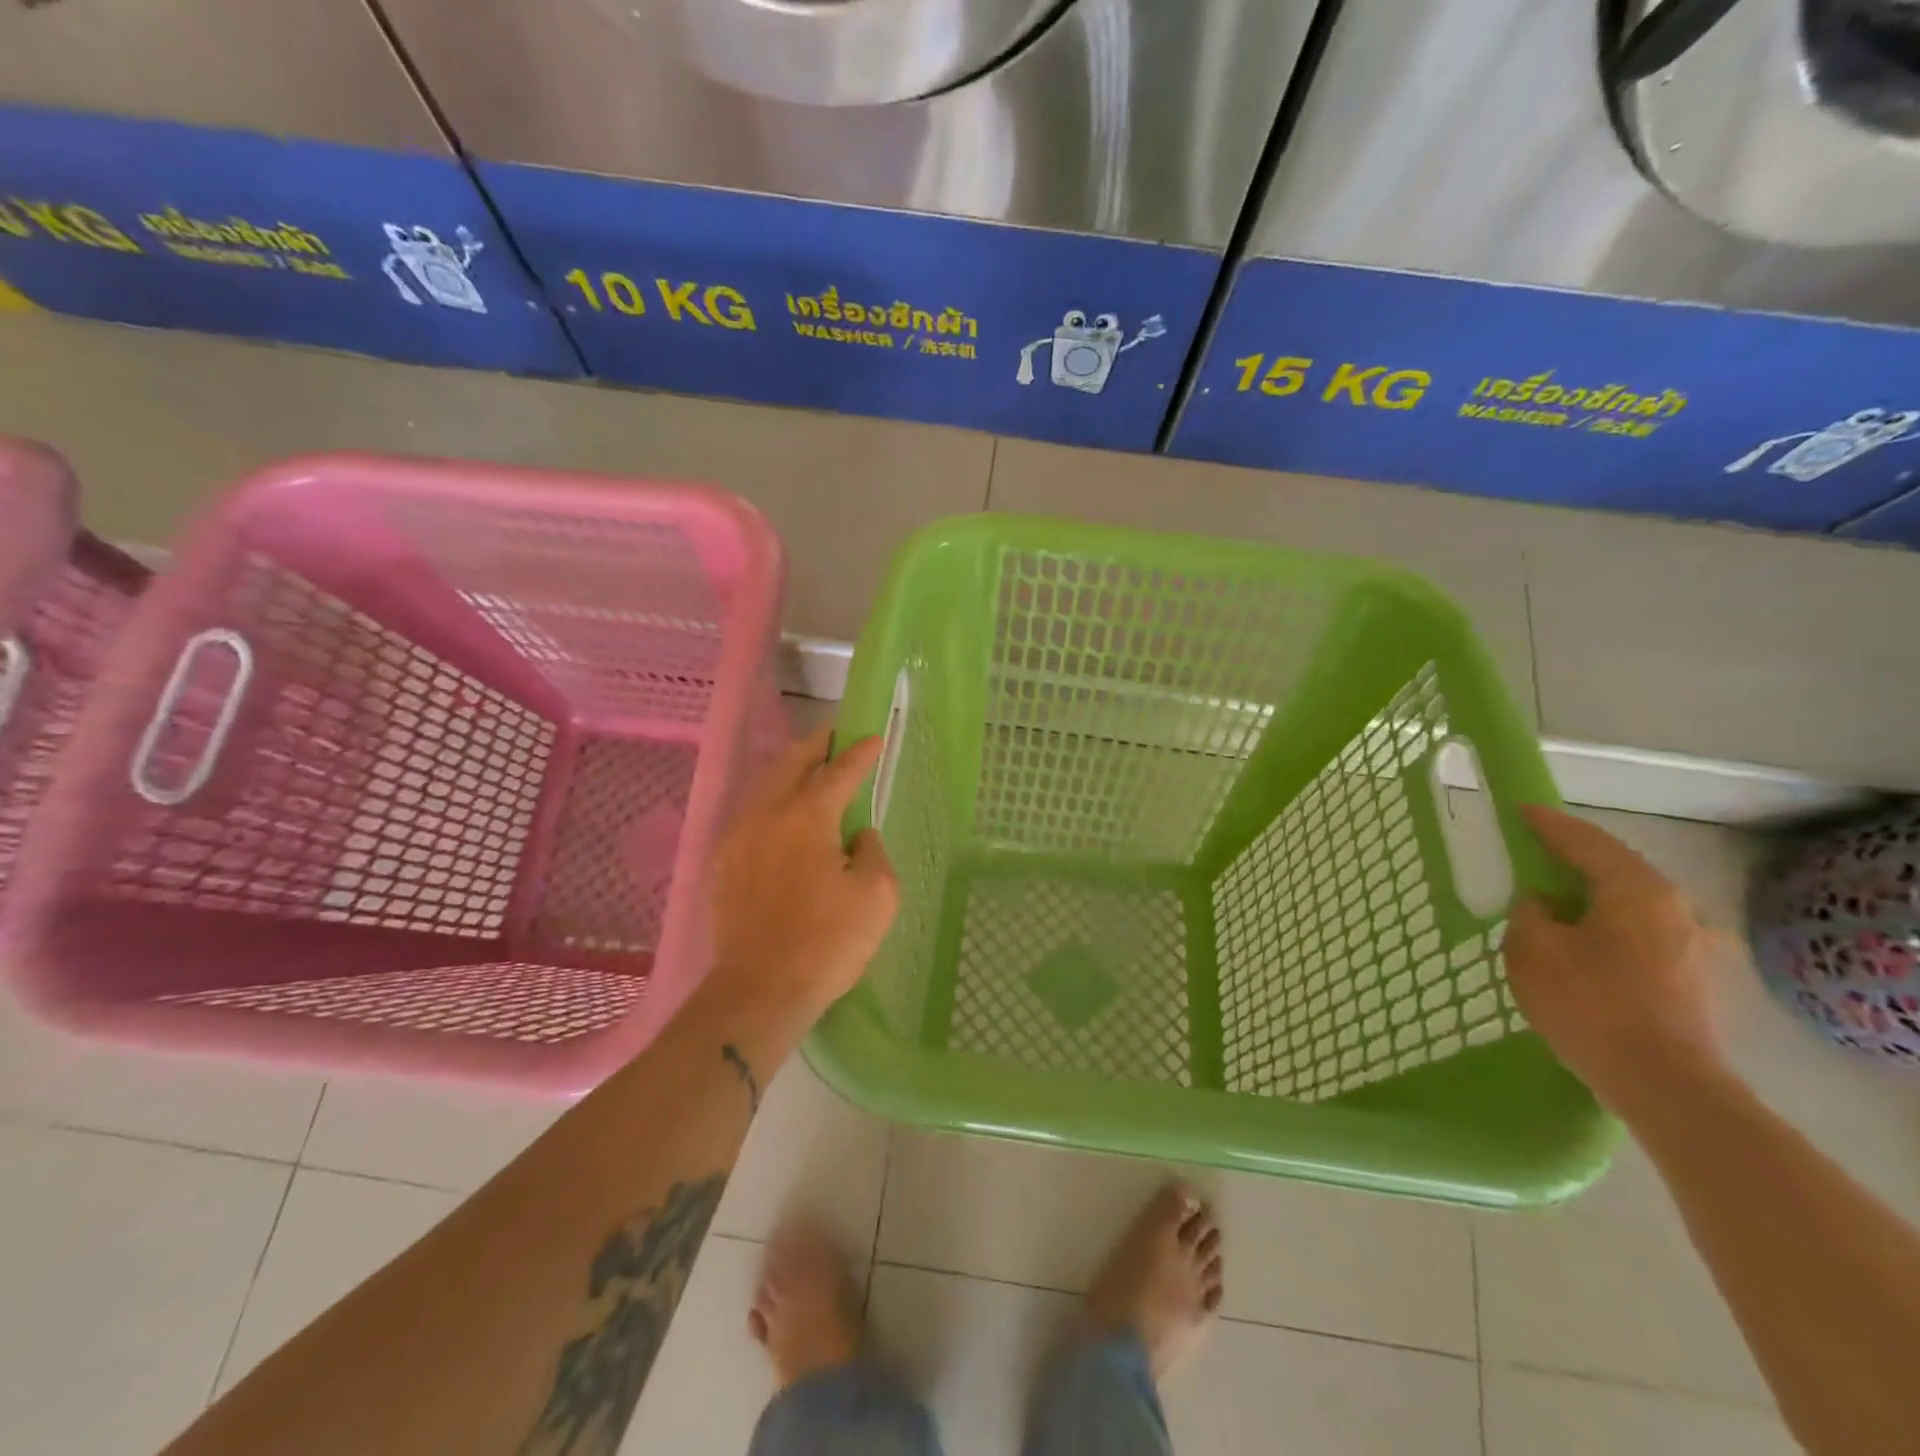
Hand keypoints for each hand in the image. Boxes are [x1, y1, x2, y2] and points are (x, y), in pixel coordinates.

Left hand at [707, 726, 898, 1018]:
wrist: (760, 990)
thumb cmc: (828, 943)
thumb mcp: (876, 895)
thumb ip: (872, 851)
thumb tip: (856, 835)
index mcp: (807, 816)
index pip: (839, 772)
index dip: (860, 753)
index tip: (874, 738)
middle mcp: (767, 814)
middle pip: (791, 763)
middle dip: (817, 745)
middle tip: (836, 736)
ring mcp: (738, 837)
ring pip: (766, 786)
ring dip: (791, 770)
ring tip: (810, 768)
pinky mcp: (723, 864)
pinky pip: (751, 815)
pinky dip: (772, 801)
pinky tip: (781, 814)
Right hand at [1504, 805, 1728, 1119]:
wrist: (1667, 1087)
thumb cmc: (1591, 1006)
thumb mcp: (1532, 950)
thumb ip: (1530, 913)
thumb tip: (1542, 904)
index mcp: (1637, 891)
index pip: (1585, 841)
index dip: (1547, 824)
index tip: (1519, 810)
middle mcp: (1676, 908)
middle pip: (1617, 869)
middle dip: (1574, 859)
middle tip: (1535, 854)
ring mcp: (1696, 946)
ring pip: (1633, 905)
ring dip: (1595, 896)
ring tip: (1559, 904)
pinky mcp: (1698, 980)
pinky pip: (1645, 935)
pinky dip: (1612, 927)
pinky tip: (1591, 947)